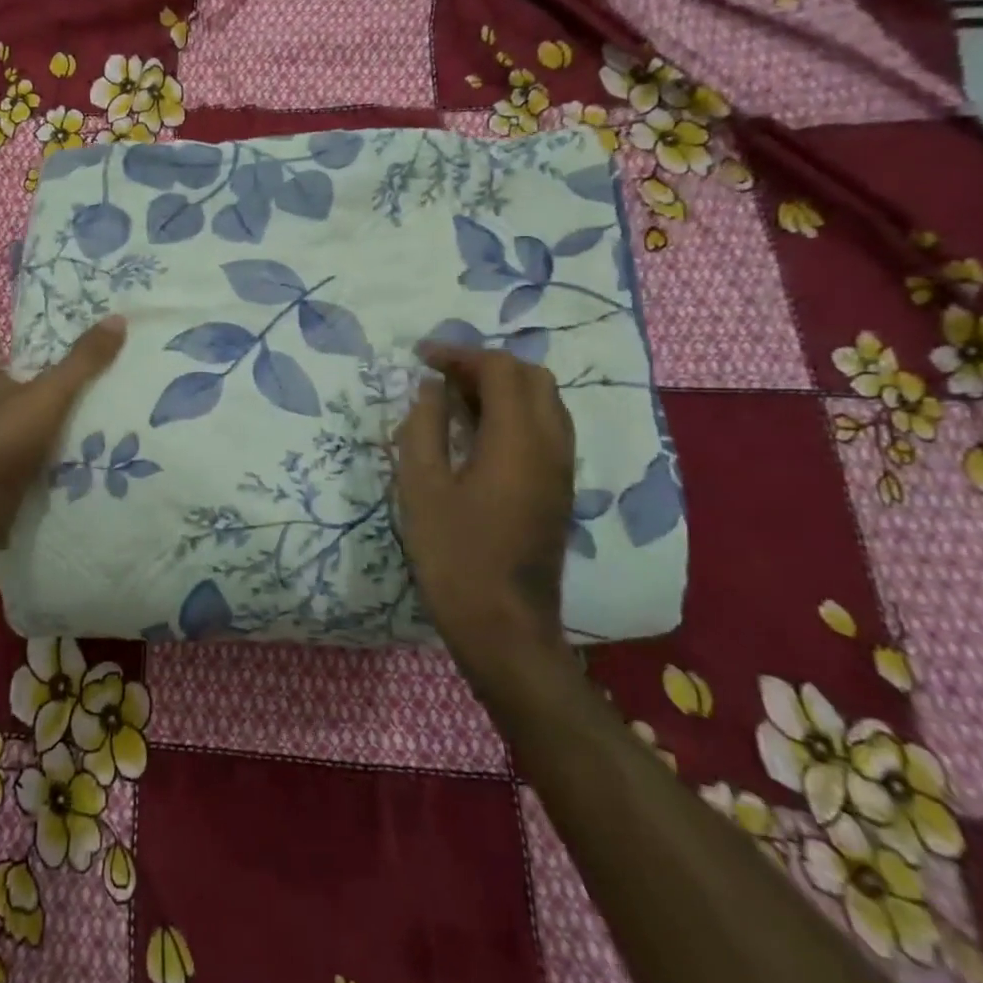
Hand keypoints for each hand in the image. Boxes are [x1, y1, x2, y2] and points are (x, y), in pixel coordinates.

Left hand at [0, 315, 127, 547]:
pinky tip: (87, 460)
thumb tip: (118, 318)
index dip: (50, 352)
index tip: (88, 352)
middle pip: (30, 393)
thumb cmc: (2, 440)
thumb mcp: (49, 393)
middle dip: (61, 393)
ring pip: (33, 428)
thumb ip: (83, 361)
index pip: (21, 356)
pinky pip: (34, 460)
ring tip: (108, 424)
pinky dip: (55, 459)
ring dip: (60, 429)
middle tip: (109, 387)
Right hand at [395, 345, 575, 659]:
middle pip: (531, 377)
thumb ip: (424, 427)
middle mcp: (551, 444)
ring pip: (544, 402)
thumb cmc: (454, 556)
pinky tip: (477, 433)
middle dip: (485, 365)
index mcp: (518, 439)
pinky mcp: (558, 489)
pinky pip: (545, 429)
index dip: (460, 354)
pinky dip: (513, 413)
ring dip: (502, 388)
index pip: (500, 369)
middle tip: (440, 376)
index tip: (421, 356)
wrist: (504, 628)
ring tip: (455, 399)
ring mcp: (561, 468)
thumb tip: (430, 387)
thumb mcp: (421, 487)